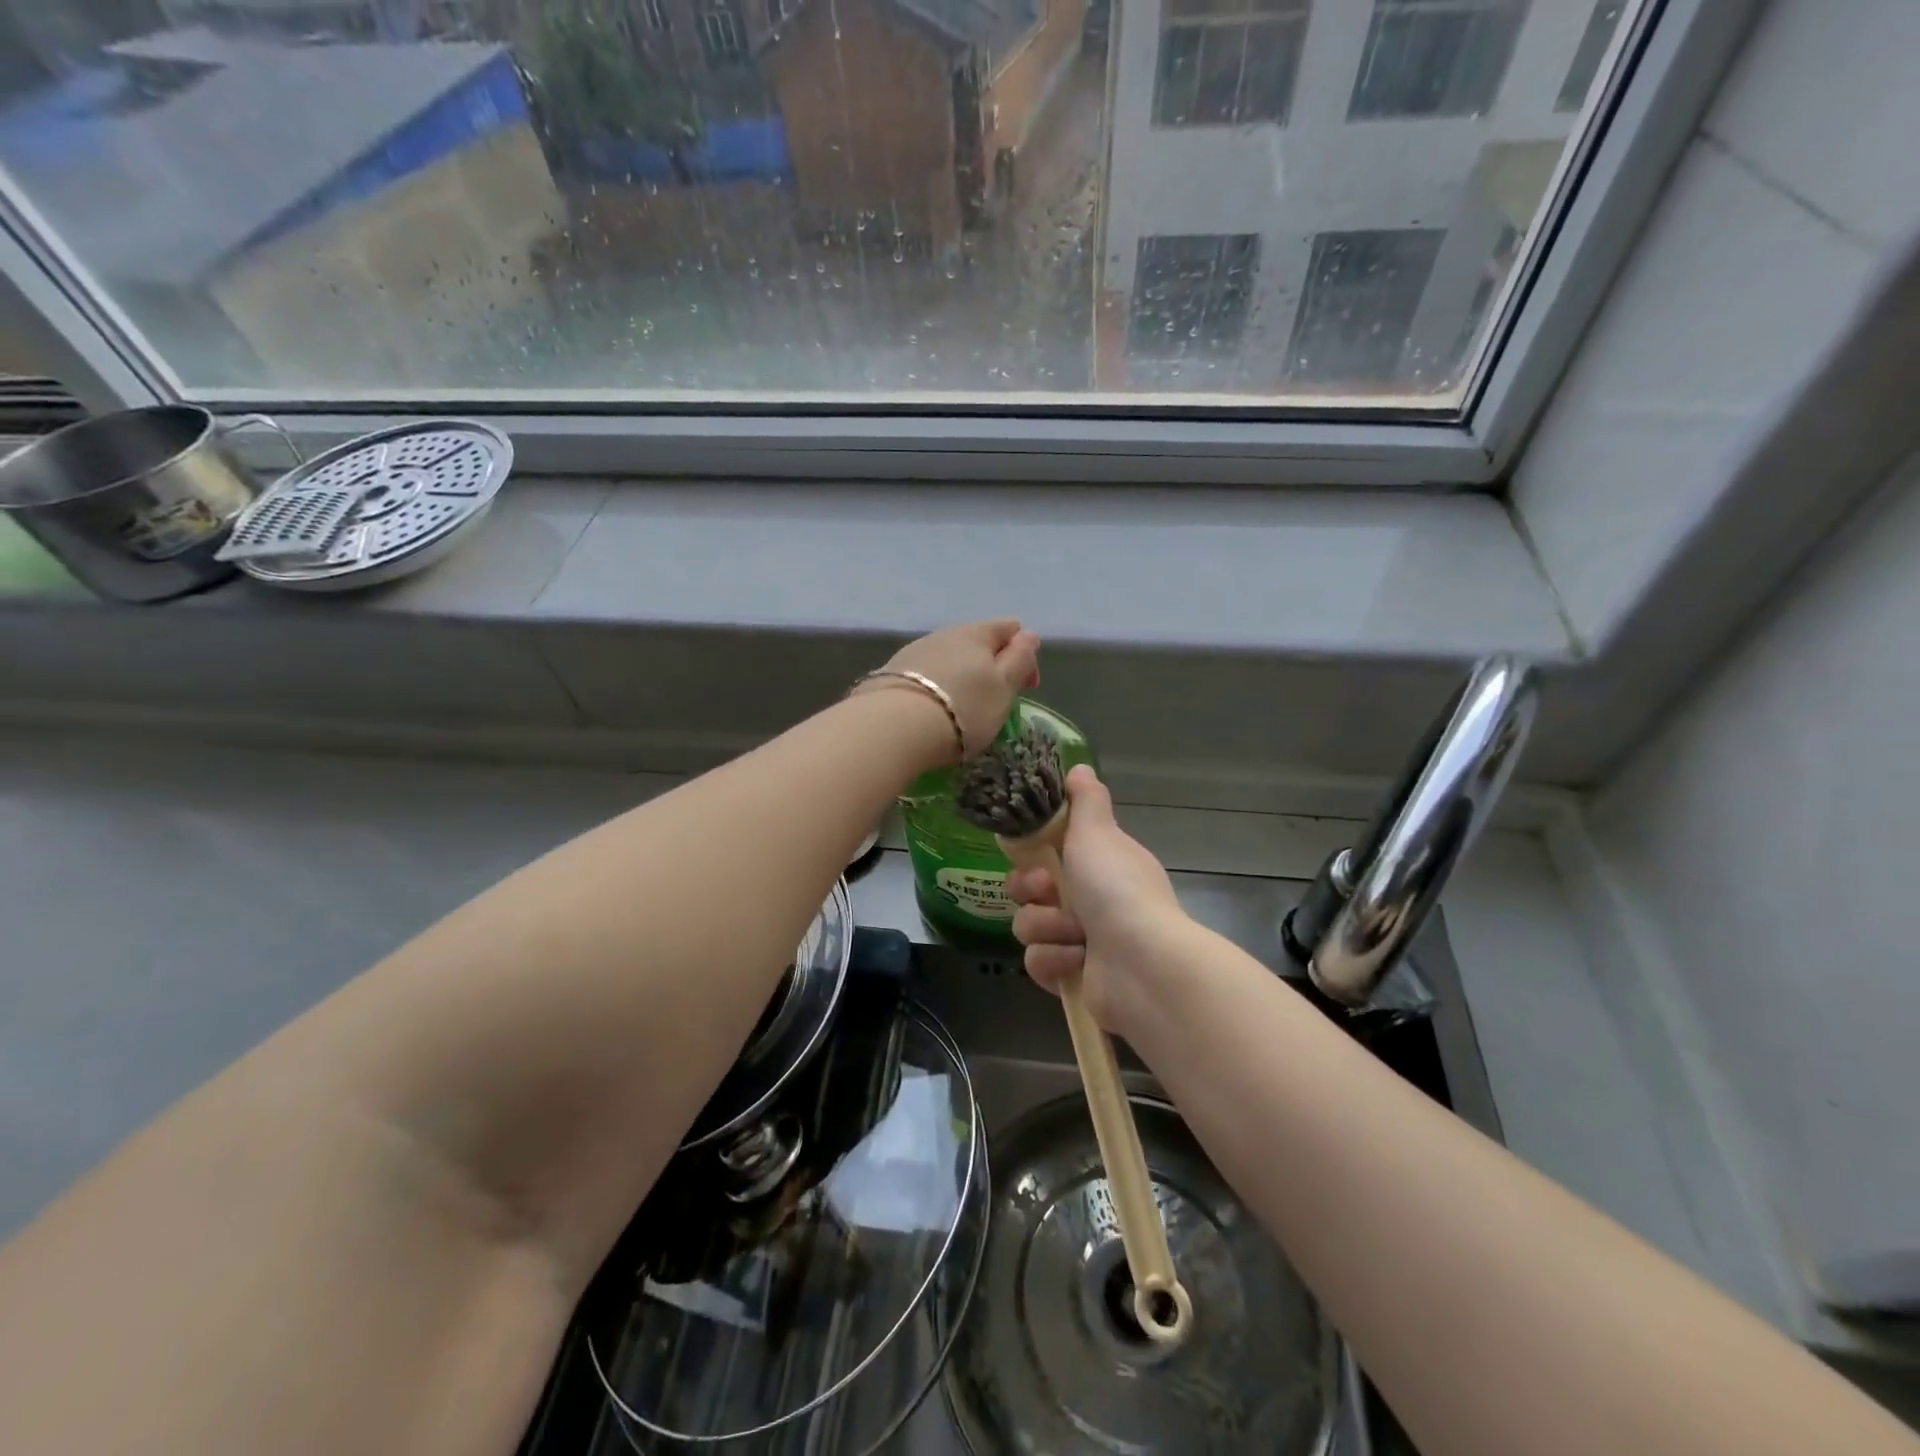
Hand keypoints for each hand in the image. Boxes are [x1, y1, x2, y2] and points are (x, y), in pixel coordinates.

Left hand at [862, 619, 1040, 758]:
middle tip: (994, 702)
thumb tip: (1029, 635)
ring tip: (961, 708)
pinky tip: (933, 709)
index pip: (1010, 628)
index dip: (1024, 655)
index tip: (1026, 688)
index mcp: (977, 632)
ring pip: (949, 657)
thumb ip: (1020, 659)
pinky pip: (925, 674)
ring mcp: (914, 651)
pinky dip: (936, 687)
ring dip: (961, 677)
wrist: (894, 727)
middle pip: (977, 642)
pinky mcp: (891, 672)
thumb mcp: (1004, 687)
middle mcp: (944, 633)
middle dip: (991, 667)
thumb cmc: (963, 708)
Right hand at [1008, 766, 1186, 1026]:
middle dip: (1032, 890)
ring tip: (1075, 935)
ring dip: (1047, 928)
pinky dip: (1055, 960)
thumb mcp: (1098, 832)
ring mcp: (1081, 942)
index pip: (1049, 853)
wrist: (1141, 964)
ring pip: (1029, 926)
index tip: (1032, 850)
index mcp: (1099, 865)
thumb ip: (1086, 800)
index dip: (1032, 852)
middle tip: (1048, 891)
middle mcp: (1091, 901)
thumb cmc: (1117, 889)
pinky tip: (1077, 961)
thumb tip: (1080, 767)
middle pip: (1030, 890)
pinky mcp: (1071, 978)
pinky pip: (1037, 962)